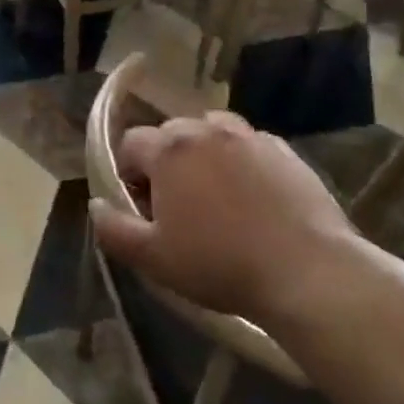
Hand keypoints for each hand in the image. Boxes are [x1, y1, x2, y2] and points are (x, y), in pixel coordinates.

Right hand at [90, 111, 355, 322]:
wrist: (307, 273)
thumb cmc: (220, 264)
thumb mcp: (153, 258)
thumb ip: (114, 229)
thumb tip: (96, 205)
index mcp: (169, 149)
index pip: (131, 143)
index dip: (129, 173)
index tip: (142, 206)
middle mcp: (207, 130)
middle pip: (172, 134)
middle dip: (166, 161)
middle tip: (177, 205)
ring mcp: (250, 137)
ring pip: (213, 132)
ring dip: (204, 154)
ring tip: (215, 195)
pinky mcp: (286, 151)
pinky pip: (250, 146)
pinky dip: (242, 162)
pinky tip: (253, 198)